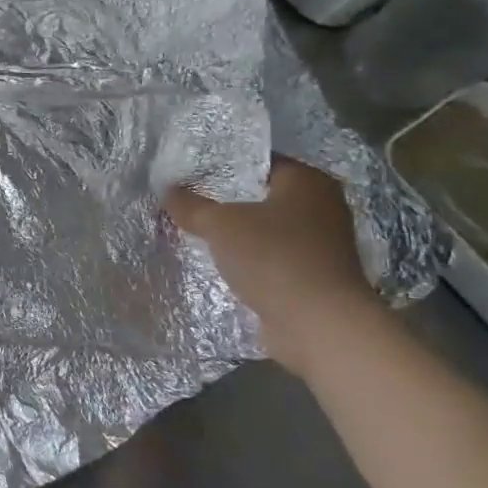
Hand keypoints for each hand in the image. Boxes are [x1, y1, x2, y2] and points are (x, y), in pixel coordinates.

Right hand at [165, 158, 377, 369]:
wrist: (319, 326)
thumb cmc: (274, 258)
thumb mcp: (219, 224)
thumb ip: (190, 205)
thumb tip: (167, 190)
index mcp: (307, 182)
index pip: (258, 161)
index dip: (222, 164)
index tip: (188, 172)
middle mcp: (321, 207)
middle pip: (261, 195)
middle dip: (225, 200)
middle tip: (184, 199)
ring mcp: (321, 245)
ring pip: (265, 229)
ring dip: (236, 233)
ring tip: (194, 230)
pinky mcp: (313, 276)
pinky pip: (270, 257)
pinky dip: (248, 259)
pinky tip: (217, 261)